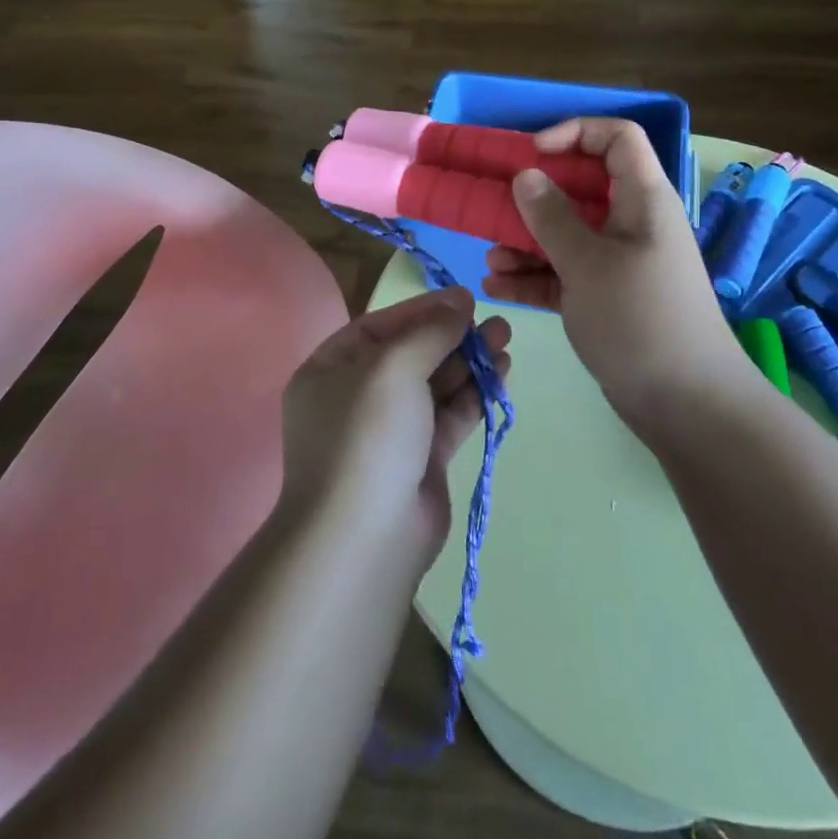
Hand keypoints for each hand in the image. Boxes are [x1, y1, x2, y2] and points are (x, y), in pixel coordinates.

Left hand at [279, 288, 511, 572]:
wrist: (365, 539)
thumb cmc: (367, 435)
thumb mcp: (393, 367)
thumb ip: (430, 331)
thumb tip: (459, 300)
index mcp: (331, 370)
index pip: (380, 327)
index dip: (423, 309)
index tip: (464, 299)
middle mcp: (358, 397)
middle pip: (411, 354)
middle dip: (452, 336)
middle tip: (494, 322)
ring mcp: (390, 431)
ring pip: (434, 385)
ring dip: (469, 362)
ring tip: (506, 340)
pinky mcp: (420, 460)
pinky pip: (449, 416)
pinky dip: (473, 395)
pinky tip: (501, 374)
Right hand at [482, 118, 736, 428]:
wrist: (687, 406)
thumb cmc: (640, 319)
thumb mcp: (588, 263)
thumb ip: (552, 217)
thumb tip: (526, 176)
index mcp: (642, 200)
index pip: (617, 138)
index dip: (575, 133)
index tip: (532, 153)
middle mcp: (631, 223)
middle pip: (580, 188)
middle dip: (534, 197)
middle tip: (494, 207)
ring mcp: (618, 262)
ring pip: (566, 234)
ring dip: (526, 243)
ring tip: (492, 262)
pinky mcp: (606, 297)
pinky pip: (564, 273)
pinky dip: (534, 276)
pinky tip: (498, 287)